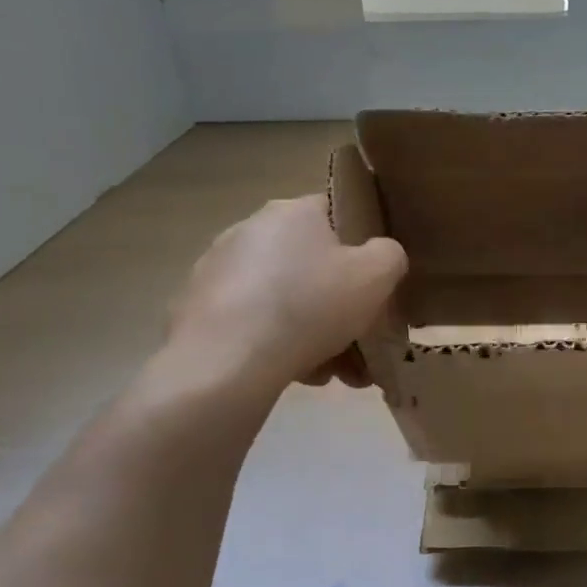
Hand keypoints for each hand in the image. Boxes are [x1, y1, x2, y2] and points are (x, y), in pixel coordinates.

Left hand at [160, 194, 406, 395]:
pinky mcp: (196, 309)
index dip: (362, 245)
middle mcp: (250, 229)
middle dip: (339, 303)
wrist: (226, 363)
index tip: (375, 282)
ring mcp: (217, 269)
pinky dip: (276, 344)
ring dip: (313, 331)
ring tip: (333, 372)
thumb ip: (390, 255)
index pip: (337, 212)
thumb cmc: (310, 306)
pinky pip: (252, 322)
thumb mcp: (376, 276)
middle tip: (359, 339)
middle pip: (311, 264)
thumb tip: (382, 255)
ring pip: (284, 298)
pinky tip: (296, 375)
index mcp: (293, 211)